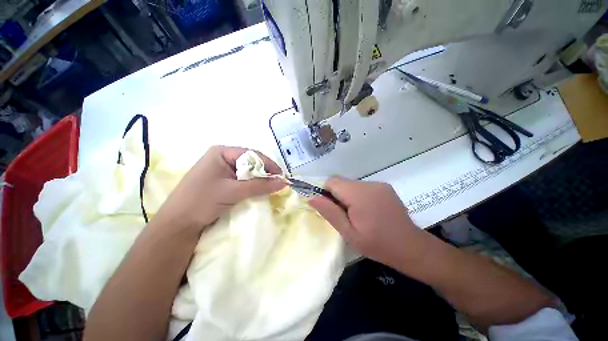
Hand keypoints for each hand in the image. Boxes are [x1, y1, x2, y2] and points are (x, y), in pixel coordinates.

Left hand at [155, 146, 285, 233]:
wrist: (179, 221)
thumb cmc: (203, 200)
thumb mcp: (232, 191)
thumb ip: (258, 186)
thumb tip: (284, 182)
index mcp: (220, 152)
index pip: (251, 154)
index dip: (268, 165)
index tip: (282, 179)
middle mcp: (218, 158)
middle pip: (247, 163)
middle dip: (261, 175)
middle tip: (276, 188)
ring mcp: (215, 172)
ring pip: (241, 175)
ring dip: (253, 184)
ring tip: (266, 194)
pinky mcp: (214, 184)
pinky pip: (235, 183)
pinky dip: (244, 190)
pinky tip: (251, 197)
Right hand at [309, 178, 423, 268]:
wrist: (407, 245)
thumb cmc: (376, 244)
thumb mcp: (349, 233)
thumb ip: (330, 213)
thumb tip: (312, 197)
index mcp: (359, 194)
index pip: (332, 182)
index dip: (326, 195)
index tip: (332, 212)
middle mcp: (371, 184)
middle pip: (344, 184)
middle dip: (340, 199)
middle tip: (346, 221)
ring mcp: (381, 185)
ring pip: (355, 186)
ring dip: (351, 199)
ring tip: (360, 220)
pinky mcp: (388, 189)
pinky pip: (367, 189)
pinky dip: (363, 199)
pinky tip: (370, 215)